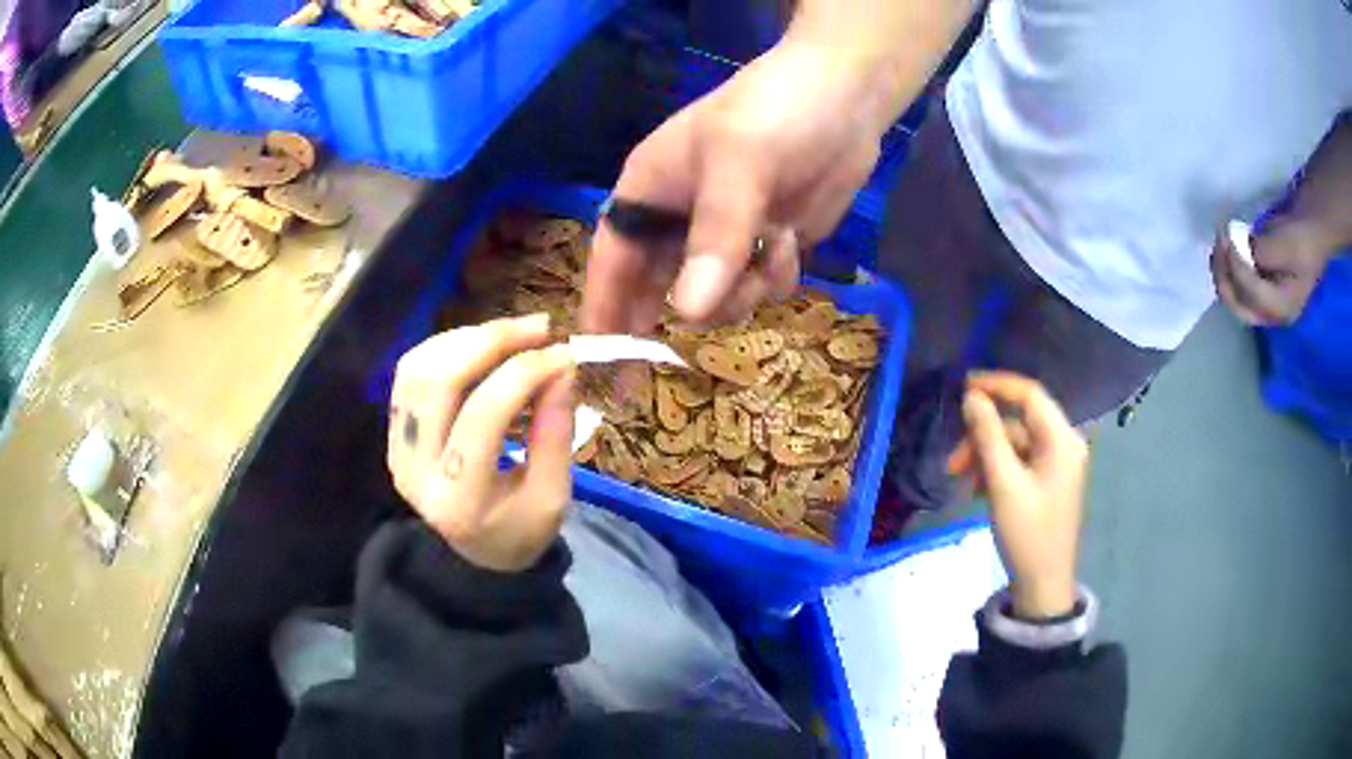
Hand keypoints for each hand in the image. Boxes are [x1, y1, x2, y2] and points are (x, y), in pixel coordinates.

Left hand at [387, 314, 575, 571]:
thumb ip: (555, 435)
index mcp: (459, 500)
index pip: (483, 418)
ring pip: (418, 368)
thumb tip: (561, 368)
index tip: (563, 355)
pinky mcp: (395, 432)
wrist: (473, 554)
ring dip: (467, 339)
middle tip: (539, 327)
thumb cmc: (519, 531)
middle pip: (439, 382)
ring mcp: (397, 448)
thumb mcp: (552, 498)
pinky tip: (482, 345)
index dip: (523, 374)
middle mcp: (415, 471)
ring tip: (513, 333)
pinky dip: (447, 347)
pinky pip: (411, 372)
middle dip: (491, 342)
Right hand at [583, 39, 892, 332]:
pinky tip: (791, 241)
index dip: (602, 309)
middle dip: (674, 316)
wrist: (846, 98)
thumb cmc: (775, 112)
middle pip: (657, 289)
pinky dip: (774, 277)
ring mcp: (725, 235)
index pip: (611, 260)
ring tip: (770, 247)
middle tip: (665, 373)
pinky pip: (758, 288)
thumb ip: (715, 236)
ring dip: (741, 291)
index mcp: (648, 191)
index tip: (599, 361)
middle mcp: (678, 219)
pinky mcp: (766, 244)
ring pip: (714, 298)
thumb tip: (690, 313)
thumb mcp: (739, 163)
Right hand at [947, 372, 1088, 619]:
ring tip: (961, 482)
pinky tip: (979, 491)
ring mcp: (1058, 464)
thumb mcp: (1003, 484)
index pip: (1030, 395)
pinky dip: (997, 470)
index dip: (996, 385)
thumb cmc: (1027, 534)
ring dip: (985, 457)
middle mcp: (1064, 444)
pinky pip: (1019, 462)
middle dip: (983, 436)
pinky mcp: (1049, 481)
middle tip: (953, 462)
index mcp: (1062, 440)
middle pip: (1019, 423)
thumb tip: (972, 397)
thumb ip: (987, 436)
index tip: (962, 387)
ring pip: (1015, 444)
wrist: (1042, 584)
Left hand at [1211, 217, 1337, 325]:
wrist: (1311, 229)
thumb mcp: (1285, 245)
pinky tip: (1225, 245)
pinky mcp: (1260, 287)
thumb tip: (1243, 250)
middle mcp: (1272, 314)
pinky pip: (1238, 284)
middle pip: (1238, 307)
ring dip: (1222, 272)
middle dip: (1223, 277)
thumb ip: (1264, 252)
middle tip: (1218, 243)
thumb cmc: (1302, 238)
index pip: (1251, 294)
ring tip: (1219, 242)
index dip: (1235, 266)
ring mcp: (1265, 303)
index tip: (1227, 234)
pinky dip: (1228, 267)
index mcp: (1282, 310)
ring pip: (1235, 298)